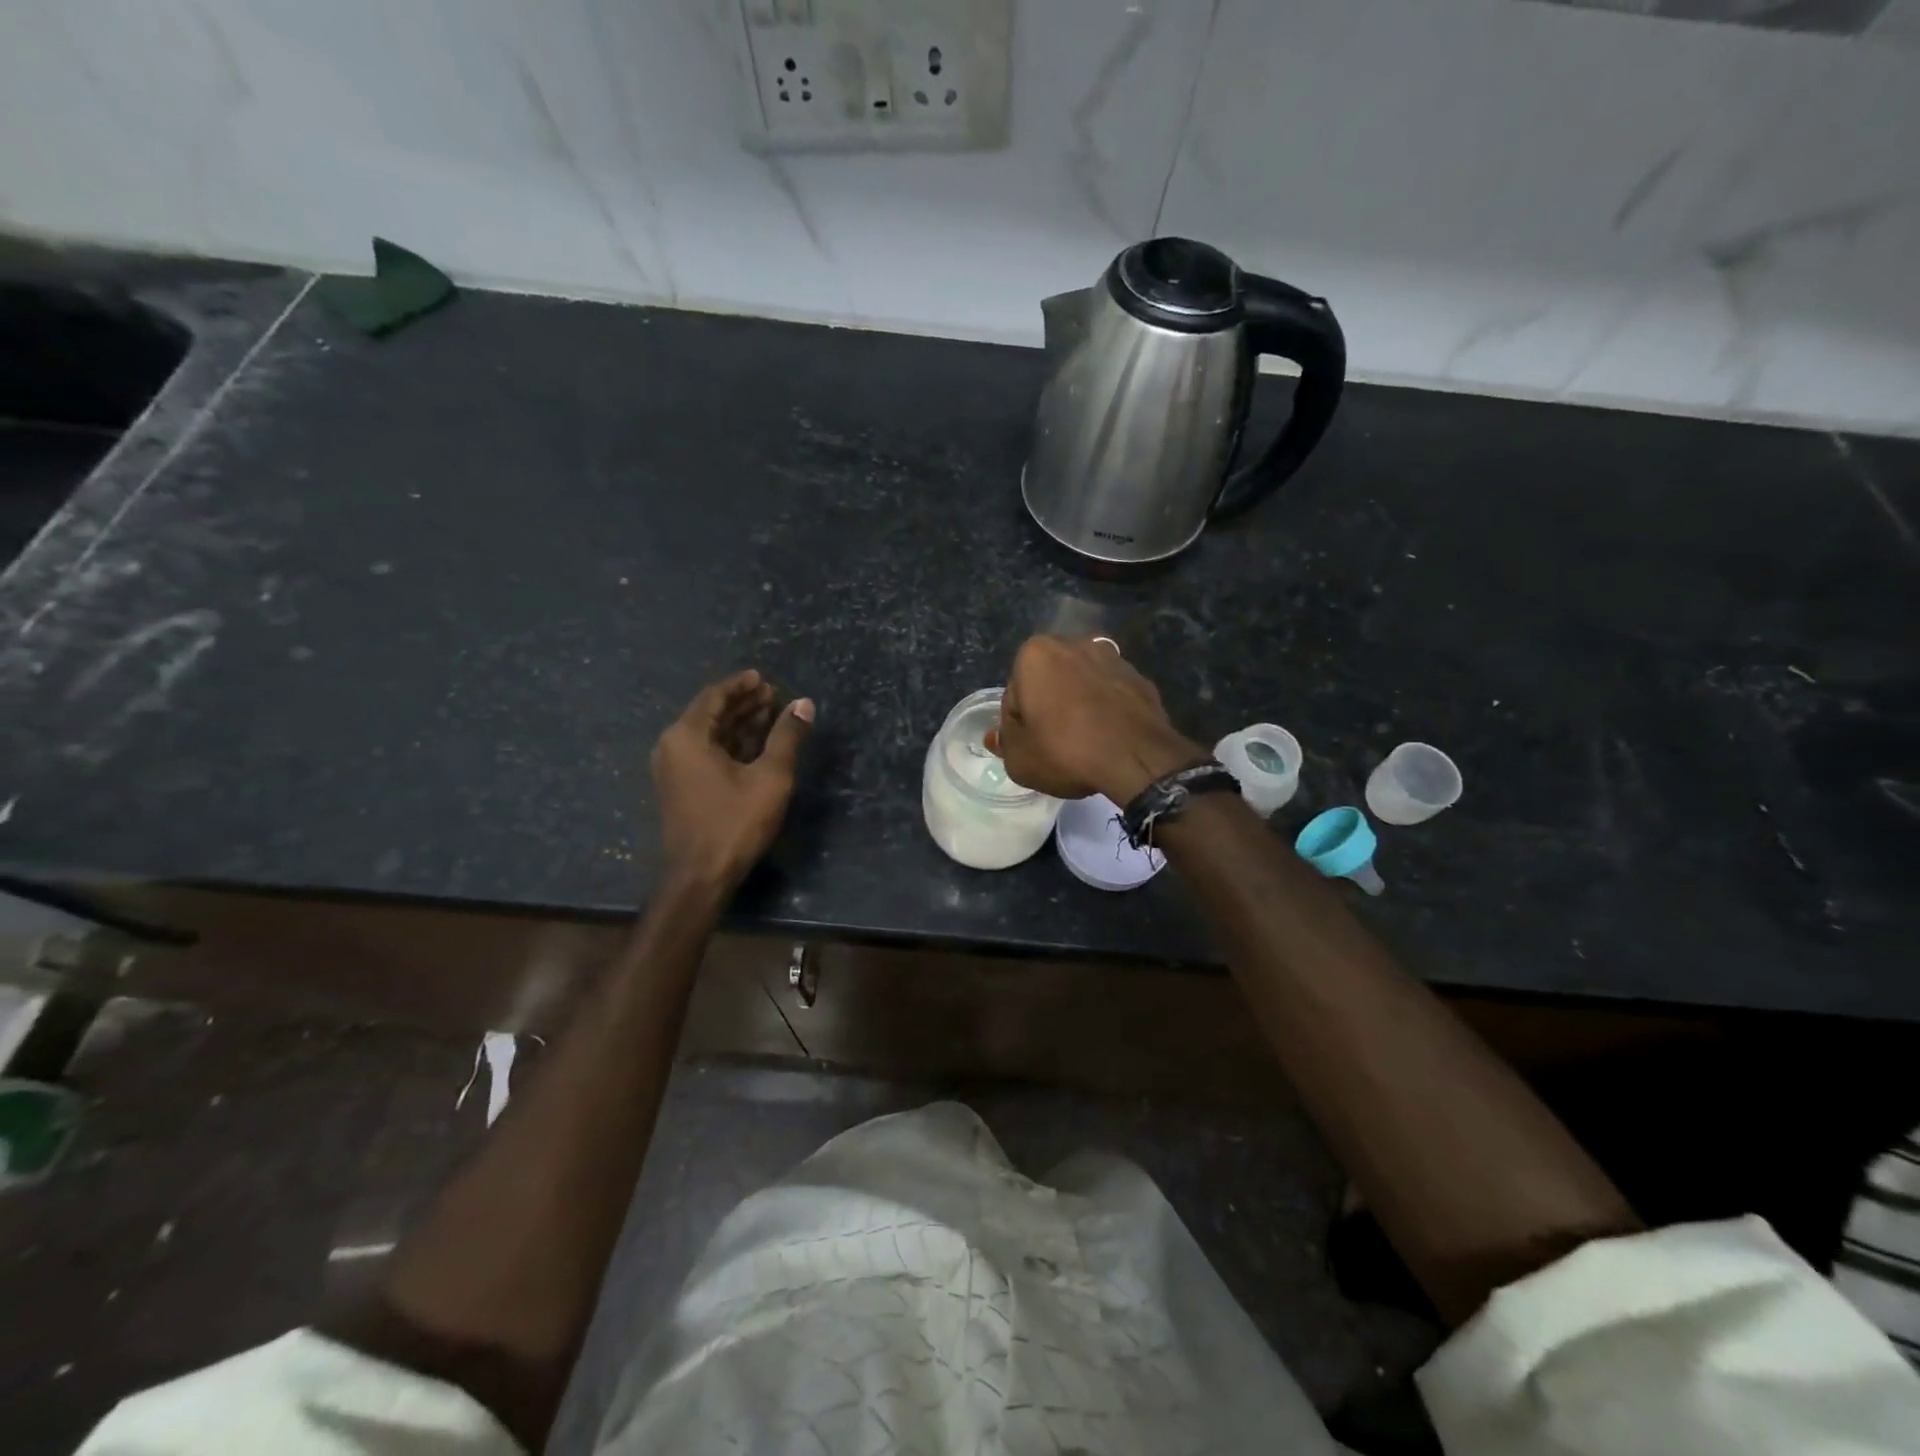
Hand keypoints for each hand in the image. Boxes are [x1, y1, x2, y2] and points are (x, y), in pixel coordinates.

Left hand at [652, 670, 813, 886]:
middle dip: (742, 703)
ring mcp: (674, 769)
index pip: (713, 696)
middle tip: (772, 695)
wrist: (701, 875)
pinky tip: (755, 745)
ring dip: (738, 723)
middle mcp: (673, 747)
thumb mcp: (770, 776)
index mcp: (687, 736)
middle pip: (709, 714)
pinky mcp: (681, 788)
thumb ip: (787, 736)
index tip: (762, 678)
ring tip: (769, 715)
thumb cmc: (735, 821)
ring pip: (708, 735)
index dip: (740, 685)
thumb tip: (804, 704)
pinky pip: (705, 753)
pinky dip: (730, 744)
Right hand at [993, 635, 1202, 802]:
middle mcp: (1074, 644)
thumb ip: (1005, 742)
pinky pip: (1111, 695)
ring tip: (1083, 744)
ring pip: (1082, 686)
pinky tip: (1108, 740)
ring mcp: (1112, 658)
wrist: (1137, 758)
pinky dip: (1106, 711)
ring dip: (1078, 706)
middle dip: (1048, 708)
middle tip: (1053, 746)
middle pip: (1049, 682)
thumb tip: (1001, 735)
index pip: (1014, 695)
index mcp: (1035, 654)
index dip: (1018, 726)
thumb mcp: (1019, 759)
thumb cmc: (1065, 751)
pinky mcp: (1140, 677)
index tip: (1030, 747)